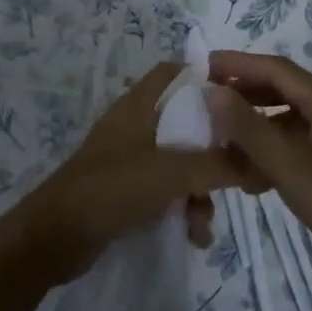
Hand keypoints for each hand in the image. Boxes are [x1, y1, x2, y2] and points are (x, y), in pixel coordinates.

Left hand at [0, 63, 245, 287]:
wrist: (53, 237)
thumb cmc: (111, 189)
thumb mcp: (169, 173)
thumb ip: (215, 165)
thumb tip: (258, 162)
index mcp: (139, 105)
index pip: (175, 73)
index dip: (207, 79)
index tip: (240, 101)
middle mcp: (135, 125)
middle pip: (185, 122)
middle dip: (212, 149)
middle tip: (238, 170)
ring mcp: (129, 158)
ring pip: (179, 161)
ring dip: (199, 189)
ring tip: (205, 224)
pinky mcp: (126, 190)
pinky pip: (165, 190)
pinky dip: (182, 206)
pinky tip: (193, 236)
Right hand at [205, 52, 311, 308]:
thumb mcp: (291, 169)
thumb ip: (249, 129)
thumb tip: (213, 91)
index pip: (276, 68)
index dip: (238, 64)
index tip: (202, 66)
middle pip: (284, 90)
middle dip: (244, 95)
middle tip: (207, 104)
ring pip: (292, 121)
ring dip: (258, 129)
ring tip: (223, 144)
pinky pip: (303, 146)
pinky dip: (276, 153)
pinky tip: (255, 178)